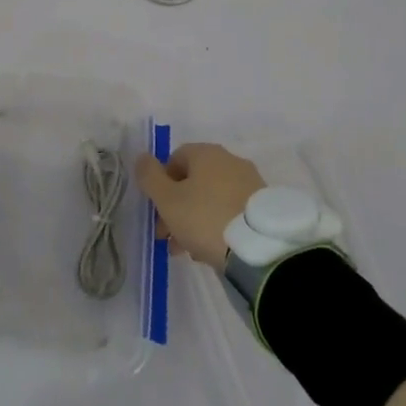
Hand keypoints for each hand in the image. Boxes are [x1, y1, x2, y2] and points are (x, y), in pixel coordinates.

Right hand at [133, 143, 266, 272]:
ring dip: (195, 220)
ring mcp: (250, 183)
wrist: (259, 247)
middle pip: (194, 182)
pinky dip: (218, 225)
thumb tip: (142, 157)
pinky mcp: (263, 206)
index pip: (175, 159)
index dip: (161, 184)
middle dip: (177, 208)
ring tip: (189, 251)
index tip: (157, 212)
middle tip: (168, 238)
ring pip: (212, 199)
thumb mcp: (168, 200)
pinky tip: (212, 250)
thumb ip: (150, 177)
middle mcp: (230, 161)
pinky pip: (231, 211)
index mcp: (206, 153)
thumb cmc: (205, 218)